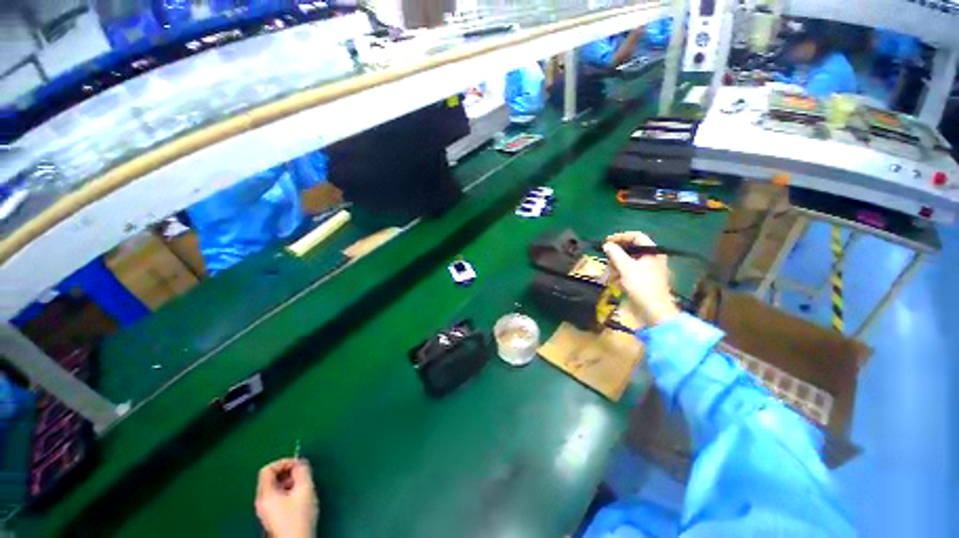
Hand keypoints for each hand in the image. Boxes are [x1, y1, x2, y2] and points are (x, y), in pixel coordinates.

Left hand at [255, 459, 317, 537]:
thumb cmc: (298, 517)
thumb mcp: (305, 489)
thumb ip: (303, 471)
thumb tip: (301, 462)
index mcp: (265, 494)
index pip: (268, 469)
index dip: (284, 462)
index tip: (299, 464)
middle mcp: (262, 501)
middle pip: (271, 478)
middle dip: (288, 472)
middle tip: (302, 474)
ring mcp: (266, 510)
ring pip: (275, 487)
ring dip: (290, 482)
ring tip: (303, 485)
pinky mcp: (272, 516)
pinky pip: (277, 496)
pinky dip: (288, 491)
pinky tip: (300, 497)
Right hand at [603, 231, 679, 325]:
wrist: (653, 311)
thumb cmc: (642, 286)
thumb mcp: (626, 268)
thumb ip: (615, 254)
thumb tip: (606, 245)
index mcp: (652, 252)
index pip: (636, 236)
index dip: (621, 237)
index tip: (606, 242)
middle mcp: (650, 258)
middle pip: (629, 249)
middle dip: (617, 256)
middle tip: (609, 262)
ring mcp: (646, 270)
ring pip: (626, 262)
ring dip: (616, 268)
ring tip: (613, 277)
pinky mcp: (641, 280)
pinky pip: (627, 272)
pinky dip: (620, 276)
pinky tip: (617, 283)